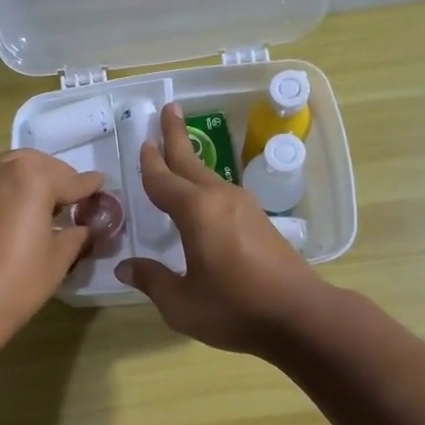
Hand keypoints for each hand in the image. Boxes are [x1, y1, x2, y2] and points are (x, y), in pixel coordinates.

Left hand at [0, 150, 106, 347]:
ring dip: (35, 181)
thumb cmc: (15, 283)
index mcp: (31, 177)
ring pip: (14, 169)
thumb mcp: (58, 259)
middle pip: (40, 165)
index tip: (104, 185)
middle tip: (77, 201)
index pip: (71, 179)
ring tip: (51, 207)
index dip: (90, 187)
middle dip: (60, 179)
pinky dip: (14, 189)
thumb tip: (87, 226)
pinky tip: (24, 213)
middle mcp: (1, 167)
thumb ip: (76, 234)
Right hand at [115, 104, 327, 353]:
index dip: (150, 163)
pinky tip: (203, 195)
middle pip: (191, 163)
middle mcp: (220, 199)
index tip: (143, 142)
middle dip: (176, 136)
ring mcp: (244, 207)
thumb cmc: (235, 309)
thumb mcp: (182, 303)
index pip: (163, 180)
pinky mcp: (259, 221)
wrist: (300, 316)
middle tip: (169, 109)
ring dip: (192, 161)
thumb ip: (152, 281)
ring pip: (209, 176)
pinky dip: (205, 184)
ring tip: (179, 150)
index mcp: (196, 212)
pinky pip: (222, 193)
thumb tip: (124, 267)